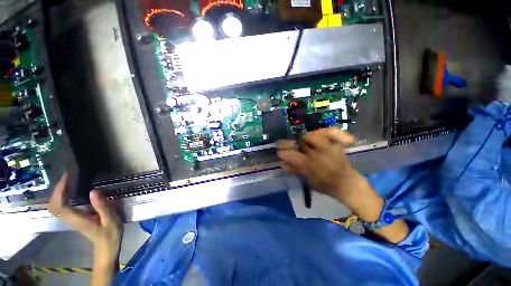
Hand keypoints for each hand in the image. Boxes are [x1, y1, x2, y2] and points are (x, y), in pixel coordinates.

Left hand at [48, 173, 122, 268]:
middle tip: (68, 175)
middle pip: (54, 204)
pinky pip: (61, 205)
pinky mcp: (73, 218)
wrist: (106, 247)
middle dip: (58, 189)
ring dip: (59, 191)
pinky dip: (62, 196)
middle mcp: (70, 219)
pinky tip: (70, 190)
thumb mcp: (111, 220)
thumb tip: (93, 191)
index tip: (69, 176)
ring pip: (55, 205)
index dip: (61, 189)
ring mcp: (70, 219)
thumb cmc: (110, 234)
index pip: (61, 204)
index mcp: (78, 219)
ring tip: (69, 179)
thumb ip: (102, 207)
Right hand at [277, 128, 409, 242]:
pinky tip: (322, 132)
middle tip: (284, 144)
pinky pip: (333, 132)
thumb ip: (295, 171)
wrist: (346, 184)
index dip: (283, 152)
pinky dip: (329, 131)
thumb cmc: (325, 185)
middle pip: (300, 143)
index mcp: (310, 166)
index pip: (293, 156)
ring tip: (300, 139)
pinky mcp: (337, 145)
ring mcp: (329, 148)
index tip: (279, 152)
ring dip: (304, 137)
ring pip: (314, 136)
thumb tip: (283, 165)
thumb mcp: (308, 181)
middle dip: (289, 143)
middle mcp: (319, 155)